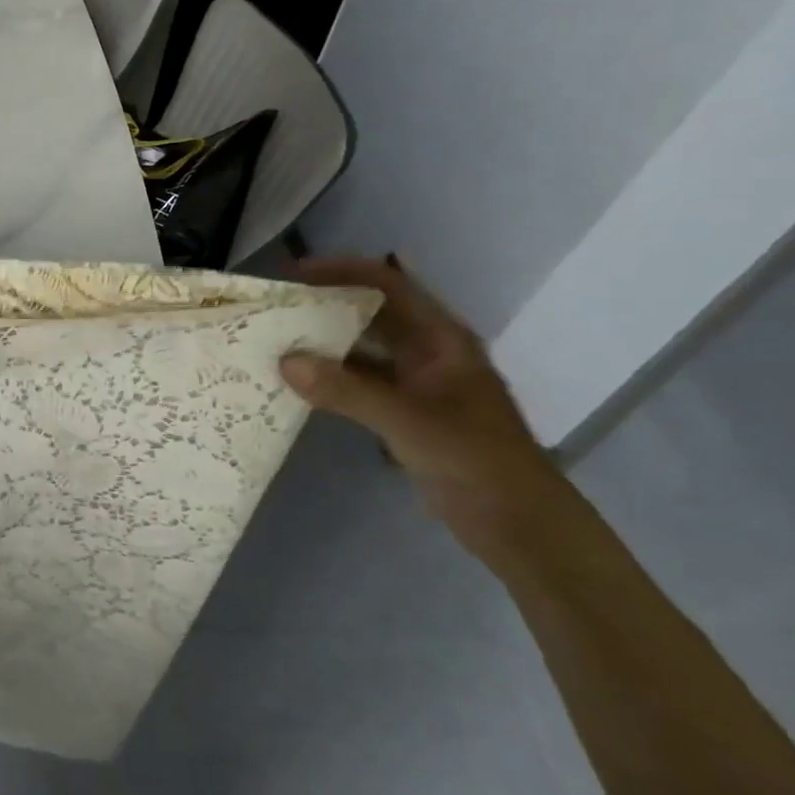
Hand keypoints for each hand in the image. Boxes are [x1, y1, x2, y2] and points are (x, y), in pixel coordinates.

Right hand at [279, 256, 571, 556]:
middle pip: (372, 313)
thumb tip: (285, 361)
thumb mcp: (407, 420)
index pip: (388, 285)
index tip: (294, 276)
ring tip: (278, 341)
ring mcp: (417, 384)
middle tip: (276, 309)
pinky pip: (360, 382)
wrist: (518, 523)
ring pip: (363, 350)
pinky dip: (331, 378)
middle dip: (326, 306)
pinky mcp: (406, 413)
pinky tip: (299, 384)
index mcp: (441, 339)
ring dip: (325, 344)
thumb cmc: (473, 458)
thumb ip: (345, 390)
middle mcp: (428, 352)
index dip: (343, 272)